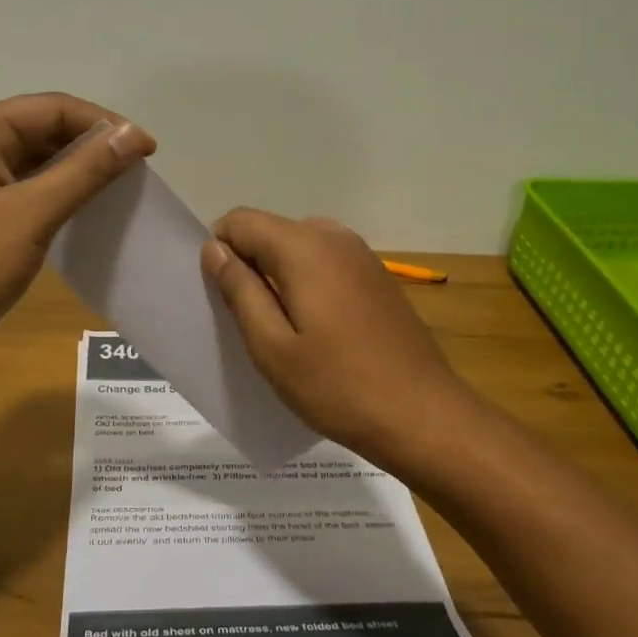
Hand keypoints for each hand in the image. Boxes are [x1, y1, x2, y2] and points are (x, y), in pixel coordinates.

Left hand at [0, 93, 154, 376]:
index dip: (104, 124)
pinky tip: (89, 210)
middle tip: (137, 170)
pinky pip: (29, 189)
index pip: (52, 108)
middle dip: (92, 145)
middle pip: (44, 129)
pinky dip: (60, 194)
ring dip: (79, 170)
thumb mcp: (33, 214)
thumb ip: (86, 170)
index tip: (147, 150)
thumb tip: (134, 134)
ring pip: (38, 160)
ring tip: (121, 188)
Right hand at [202, 209, 480, 470]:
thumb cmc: (337, 386)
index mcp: (303, 246)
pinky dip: (308, 284)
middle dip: (249, 265)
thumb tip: (214, 249)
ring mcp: (362, 255)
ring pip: (299, 248)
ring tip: (282, 330)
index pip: (240, 221)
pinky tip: (318, 332)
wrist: (422, 415)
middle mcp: (334, 236)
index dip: (219, 251)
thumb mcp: (272, 346)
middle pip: (271, 231)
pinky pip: (327, 264)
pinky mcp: (378, 277)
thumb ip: (239, 290)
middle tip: (248, 322)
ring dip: (279, 276)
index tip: (220, 297)